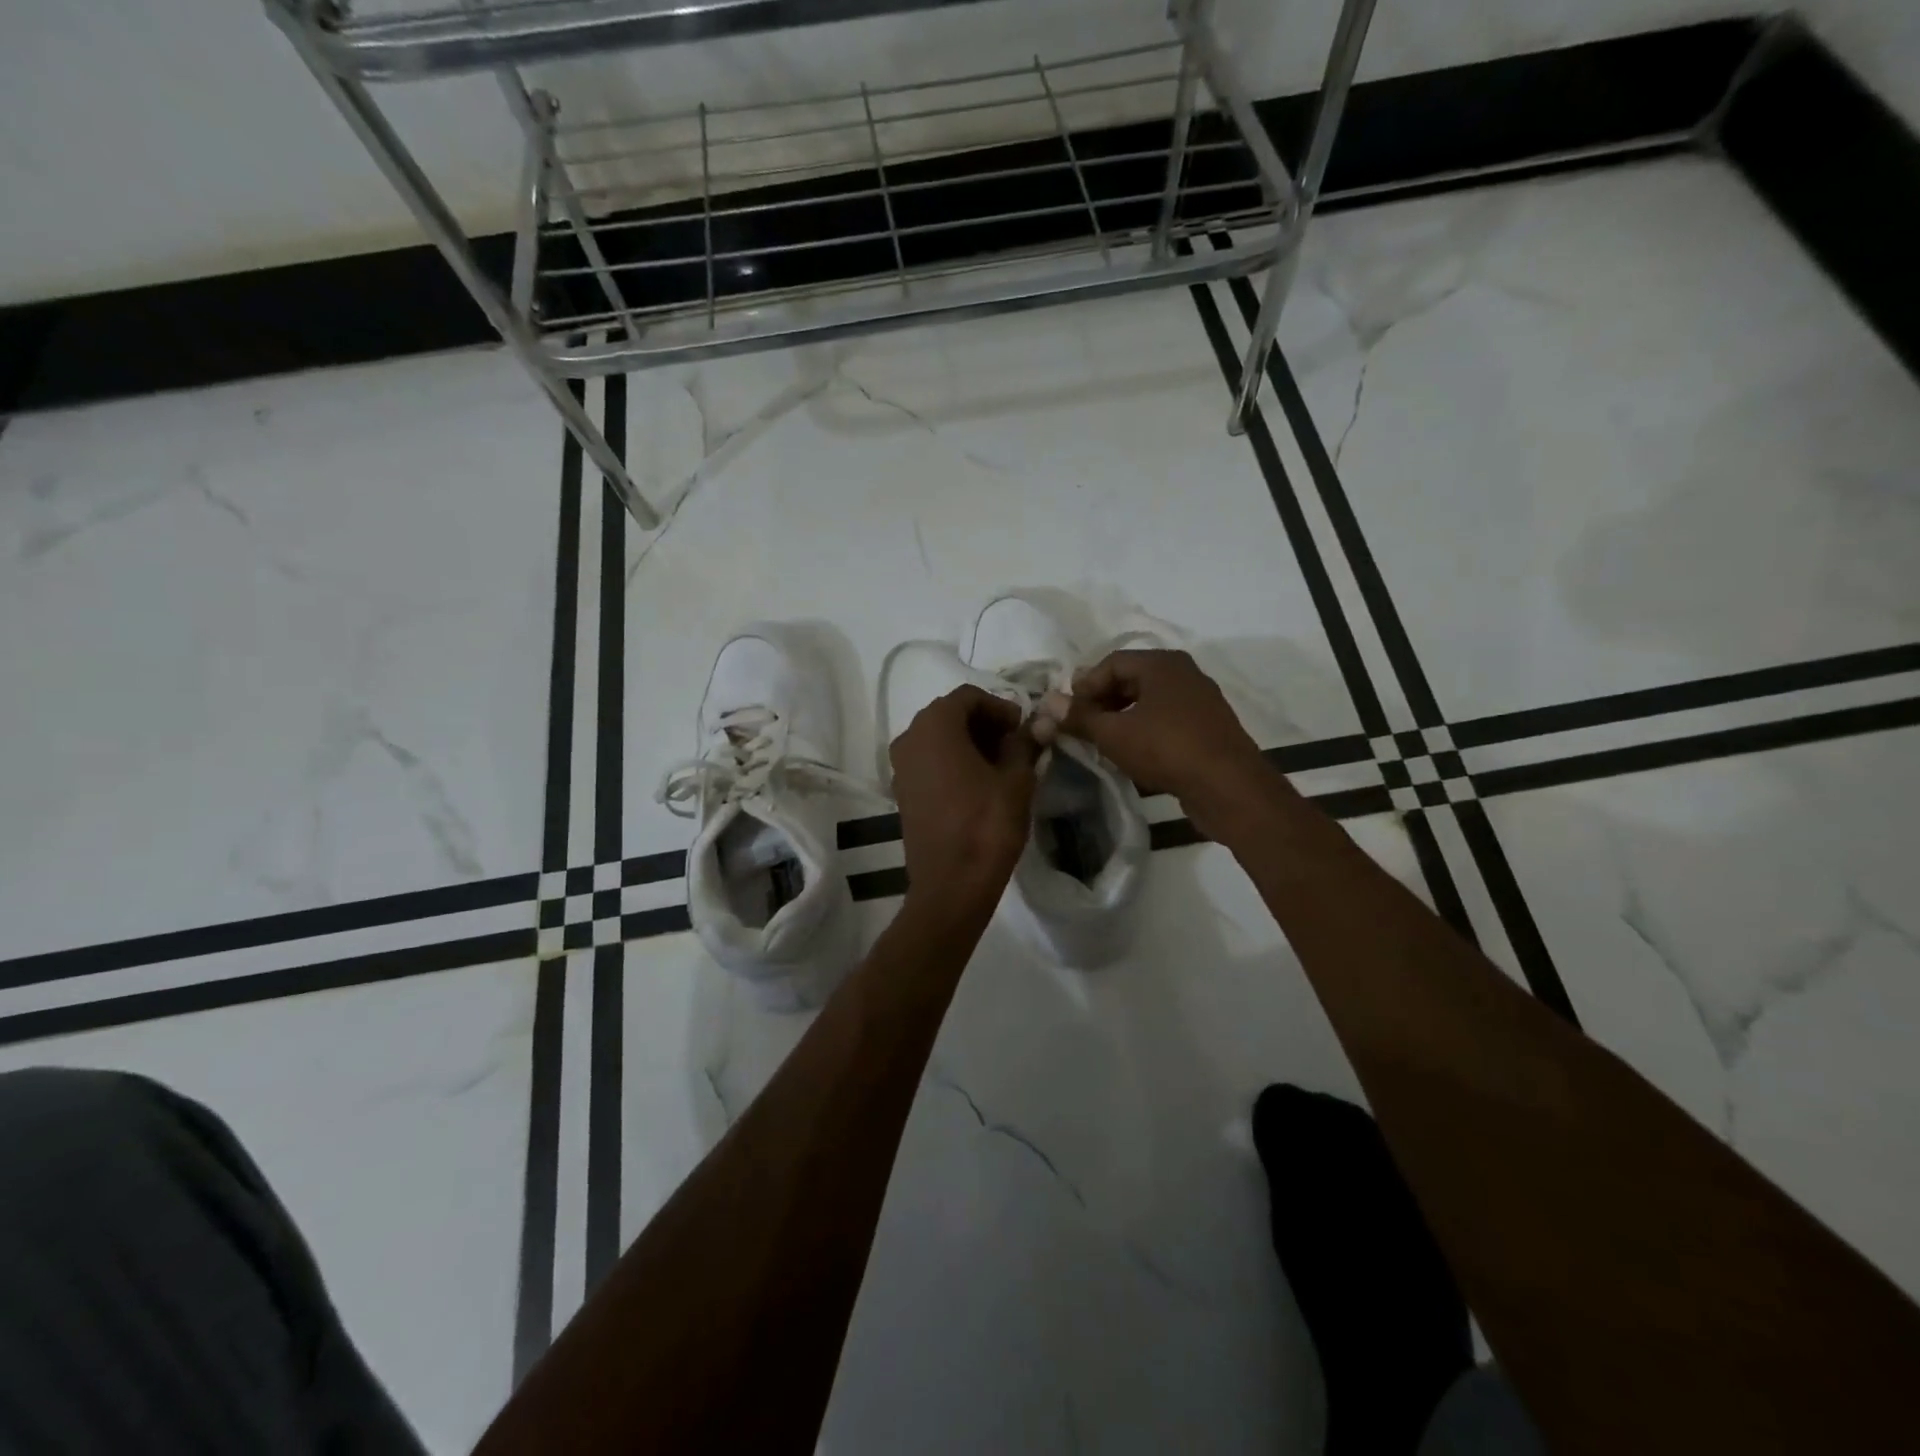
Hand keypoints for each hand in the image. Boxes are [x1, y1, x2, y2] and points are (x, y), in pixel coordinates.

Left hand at [889, 685, 1038, 914]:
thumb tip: (1041, 723)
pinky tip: (978, 784)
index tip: (1023, 728)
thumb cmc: (987, 825)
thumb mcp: (1017, 779)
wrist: (951, 885)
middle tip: (1016, 744)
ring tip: (1001, 765)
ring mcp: (901, 766)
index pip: (969, 697)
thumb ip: (1026, 743)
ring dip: (969, 743)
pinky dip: (952, 761)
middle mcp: (909, 738)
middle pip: (950, 715)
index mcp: (934, 726)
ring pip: (938, 738)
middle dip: (984, 724)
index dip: (1000, 707)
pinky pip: (929, 761)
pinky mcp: (902, 791)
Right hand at [1035, 649, 1271, 837]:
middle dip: (1101, 701)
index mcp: (1162, 663)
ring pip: (1148, 701)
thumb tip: (1047, 705)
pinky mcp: (1207, 728)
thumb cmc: (1166, 749)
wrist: (1228, 787)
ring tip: (1101, 742)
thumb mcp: (1114, 734)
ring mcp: (1199, 700)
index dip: (1083, 686)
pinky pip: (1166, 720)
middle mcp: (1184, 673)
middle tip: (1080, 726)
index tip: (1067, 712)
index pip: (1111, 662)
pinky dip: (1143, 730)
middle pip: (1130, 679)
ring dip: (1121, 718)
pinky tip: (1131, 753)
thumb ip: (1079, 717)